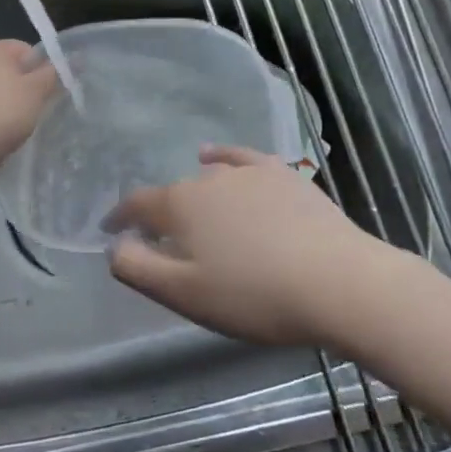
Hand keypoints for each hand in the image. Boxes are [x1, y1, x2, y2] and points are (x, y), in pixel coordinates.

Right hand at [106, 145, 397, 351]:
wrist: (339, 282)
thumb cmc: (254, 295)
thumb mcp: (184, 294)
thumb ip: (138, 268)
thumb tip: (115, 245)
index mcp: (181, 205)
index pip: (137, 205)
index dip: (120, 218)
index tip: (111, 231)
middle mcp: (209, 178)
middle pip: (174, 194)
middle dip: (160, 215)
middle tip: (164, 244)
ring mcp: (250, 173)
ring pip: (208, 177)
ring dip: (193, 195)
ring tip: (193, 214)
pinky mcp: (284, 176)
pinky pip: (242, 158)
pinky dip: (224, 156)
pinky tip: (216, 156)